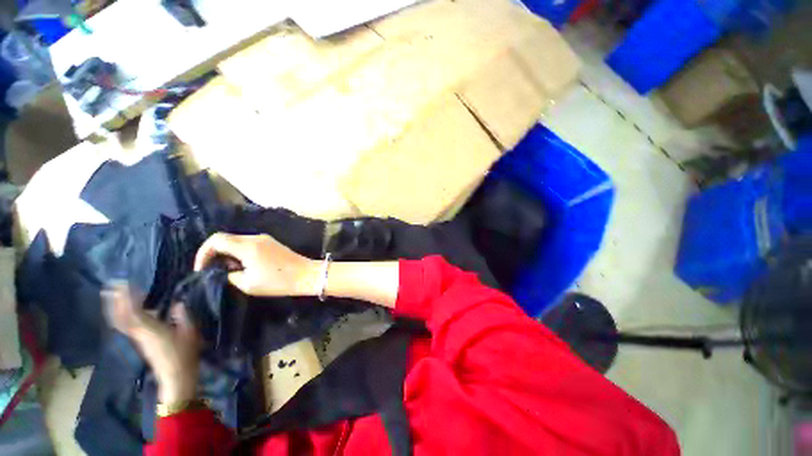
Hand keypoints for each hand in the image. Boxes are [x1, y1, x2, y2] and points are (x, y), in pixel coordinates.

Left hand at [103, 282, 199, 404]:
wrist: (176, 376)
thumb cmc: (185, 354)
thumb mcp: (190, 332)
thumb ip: (183, 316)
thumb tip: (178, 303)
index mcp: (150, 329)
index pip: (134, 310)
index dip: (128, 296)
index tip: (125, 282)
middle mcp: (138, 332)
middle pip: (120, 315)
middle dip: (115, 300)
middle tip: (111, 285)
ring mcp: (137, 338)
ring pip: (120, 321)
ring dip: (114, 307)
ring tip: (111, 294)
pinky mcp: (139, 342)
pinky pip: (125, 325)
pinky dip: (120, 315)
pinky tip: (123, 310)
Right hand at [194, 233, 319, 297]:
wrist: (306, 275)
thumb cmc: (278, 281)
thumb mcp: (248, 284)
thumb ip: (230, 275)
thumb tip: (224, 270)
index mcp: (247, 246)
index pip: (216, 239)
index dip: (203, 253)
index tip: (202, 269)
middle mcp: (255, 238)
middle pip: (226, 238)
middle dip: (215, 253)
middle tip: (216, 271)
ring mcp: (265, 239)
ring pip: (237, 240)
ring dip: (228, 253)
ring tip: (231, 271)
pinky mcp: (272, 243)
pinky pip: (249, 243)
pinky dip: (240, 252)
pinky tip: (245, 266)